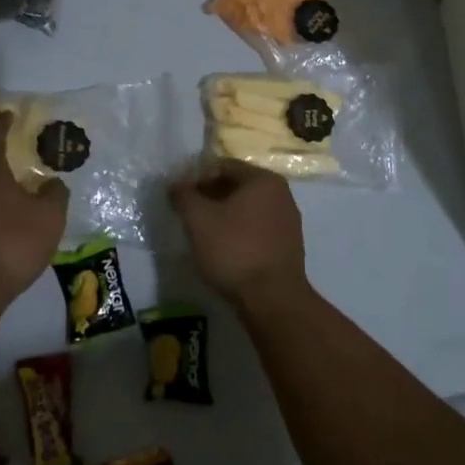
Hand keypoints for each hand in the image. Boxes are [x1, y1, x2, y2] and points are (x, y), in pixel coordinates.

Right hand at [169, 160, 311, 316]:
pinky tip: (225, 249)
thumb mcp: (198, 219)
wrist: (272, 299)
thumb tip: (177, 184)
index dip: (197, 178)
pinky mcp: (288, 245)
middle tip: (188, 216)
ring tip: (203, 234)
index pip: (223, 166)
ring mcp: (288, 220)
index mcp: (263, 179)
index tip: (180, 197)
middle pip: (236, 186)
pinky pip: (257, 228)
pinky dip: (239, 232)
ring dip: (224, 215)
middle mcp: (281, 193)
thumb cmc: (234, 250)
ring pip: (247, 208)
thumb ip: (184, 195)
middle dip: (210, 197)